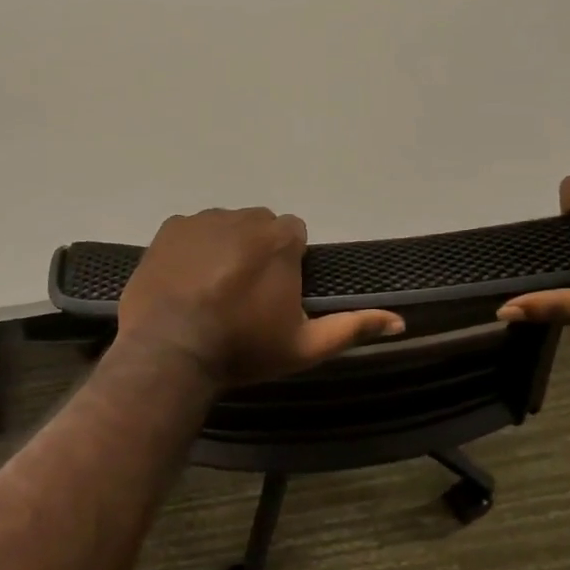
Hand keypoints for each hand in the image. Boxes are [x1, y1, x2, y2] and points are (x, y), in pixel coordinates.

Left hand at [117, 208, 404, 388]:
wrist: (169, 351)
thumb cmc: (243, 348)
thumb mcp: (304, 346)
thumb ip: (352, 328)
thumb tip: (400, 321)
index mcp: (279, 239)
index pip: (294, 233)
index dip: (288, 261)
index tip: (276, 292)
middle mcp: (244, 217)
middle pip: (259, 226)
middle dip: (257, 250)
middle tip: (244, 293)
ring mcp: (202, 220)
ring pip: (224, 226)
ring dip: (224, 247)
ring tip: (210, 289)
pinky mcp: (169, 228)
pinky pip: (190, 230)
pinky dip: (191, 248)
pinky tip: (184, 281)